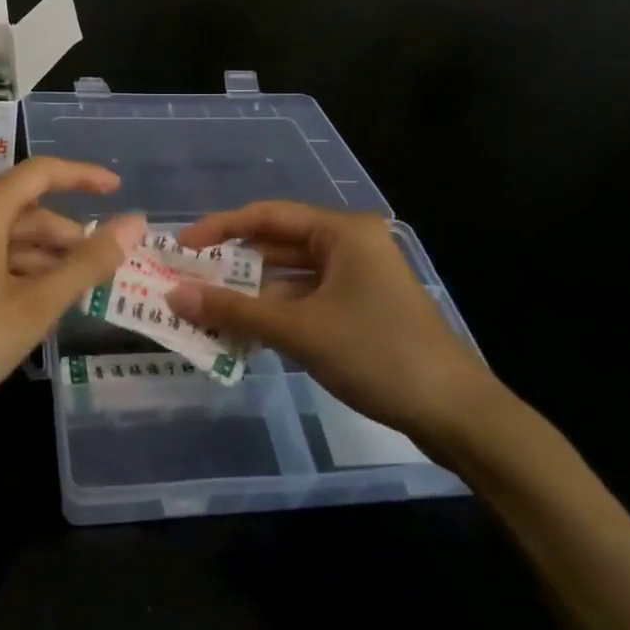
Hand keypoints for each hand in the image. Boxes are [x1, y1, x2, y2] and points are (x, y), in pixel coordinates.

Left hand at [0, 158, 145, 437]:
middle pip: (20, 210)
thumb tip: (135, 223)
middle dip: (64, 234)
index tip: (117, 190)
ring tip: (68, 294)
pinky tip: (22, 309)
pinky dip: (8, 274)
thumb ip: (87, 264)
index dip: (82, 177)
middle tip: (99, 268)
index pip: (40, 173)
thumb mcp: (34, 306)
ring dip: (38, 259)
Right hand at [167, 202, 499, 459]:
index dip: (219, 228)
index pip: (267, 216)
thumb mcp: (299, 330)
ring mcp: (358, 278)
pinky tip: (244, 333)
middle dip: (233, 265)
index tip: (181, 248)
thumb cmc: (377, 354)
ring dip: (251, 295)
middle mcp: (350, 245)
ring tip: (205, 309)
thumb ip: (235, 311)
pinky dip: (275, 314)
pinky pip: (306, 300)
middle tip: (187, 281)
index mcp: (343, 232)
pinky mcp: (361, 309)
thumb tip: (174, 296)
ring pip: (290, 277)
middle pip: (277, 245)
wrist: (455, 413)